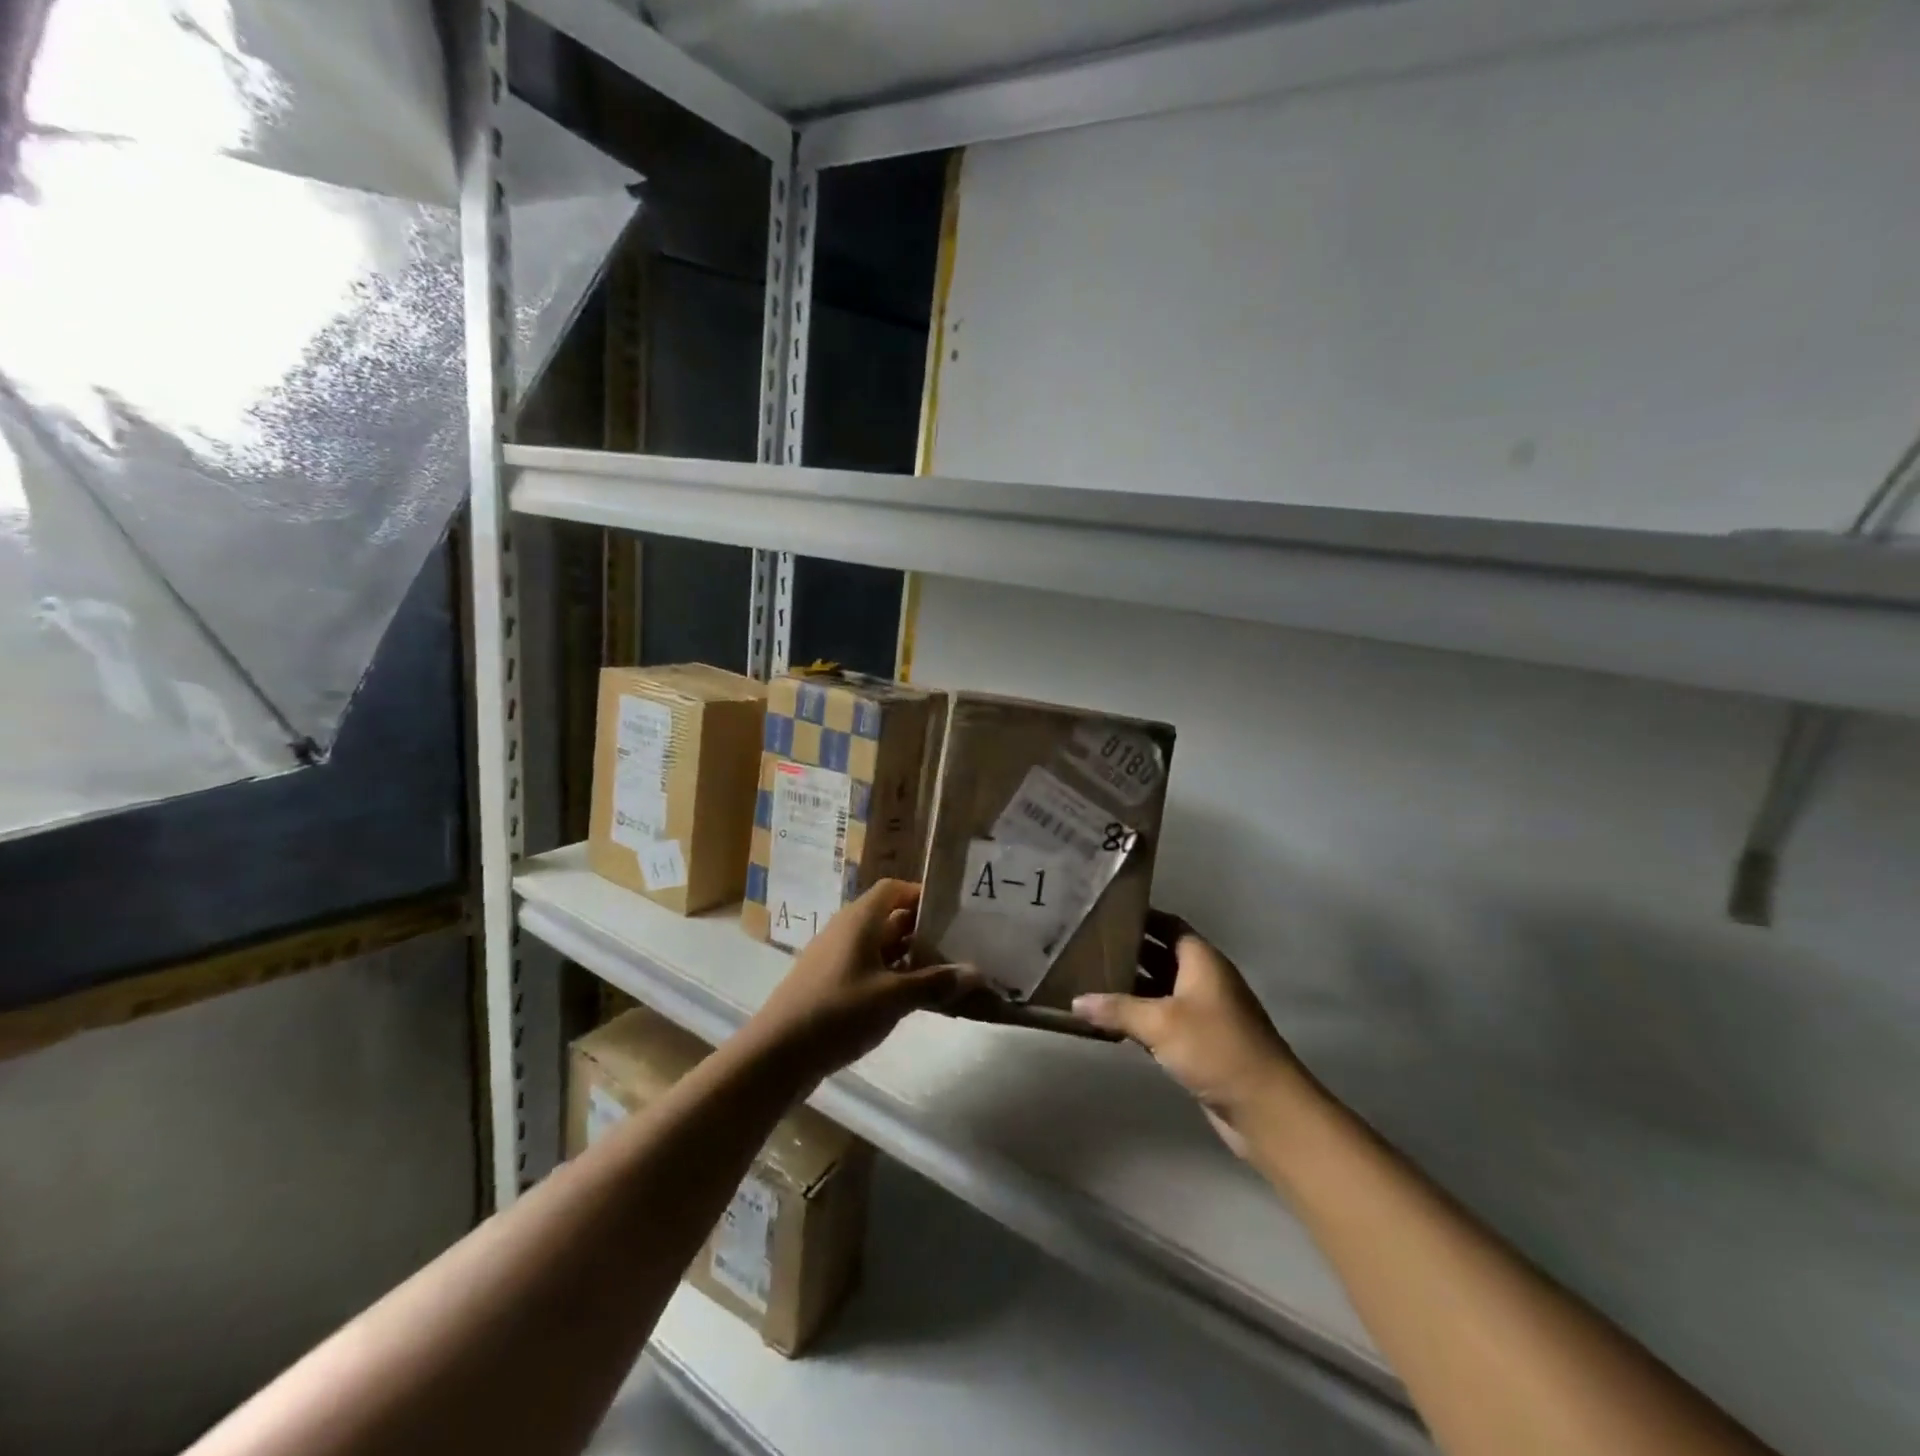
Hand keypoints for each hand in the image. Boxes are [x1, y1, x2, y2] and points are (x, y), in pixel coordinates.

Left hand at [749, 880, 974, 1081]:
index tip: (953, 914)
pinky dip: (890, 977)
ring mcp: (834, 957)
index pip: (895, 889)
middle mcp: (846, 930)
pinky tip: (910, 1000)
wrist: (777, 1054)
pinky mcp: (829, 983)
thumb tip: (975, 972)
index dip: (922, 896)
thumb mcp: (893, 998)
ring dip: (908, 958)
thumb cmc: (838, 1012)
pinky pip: (867, 968)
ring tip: (941, 976)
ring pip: (879, 946)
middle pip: (890, 918)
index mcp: (860, 920)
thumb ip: (935, 983)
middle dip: (922, 932)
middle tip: (957, 949)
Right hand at [1074, 912, 1318, 1157]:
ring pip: (1159, 989)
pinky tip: (1110, 1021)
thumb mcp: (1161, 1023)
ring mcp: (1203, 1012)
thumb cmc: (1215, 1048)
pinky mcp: (1199, 1043)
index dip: (1139, 917)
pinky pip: (1162, 1019)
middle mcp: (1203, 979)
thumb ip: (1117, 1009)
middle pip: (1160, 955)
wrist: (1265, 1108)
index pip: (1167, 924)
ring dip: (1130, 987)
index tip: (1103, 914)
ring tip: (1088, 981)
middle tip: (1084, 948)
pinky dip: (1139, 1017)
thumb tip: (1075, 1001)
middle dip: (1127, 952)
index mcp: (1201, 960)